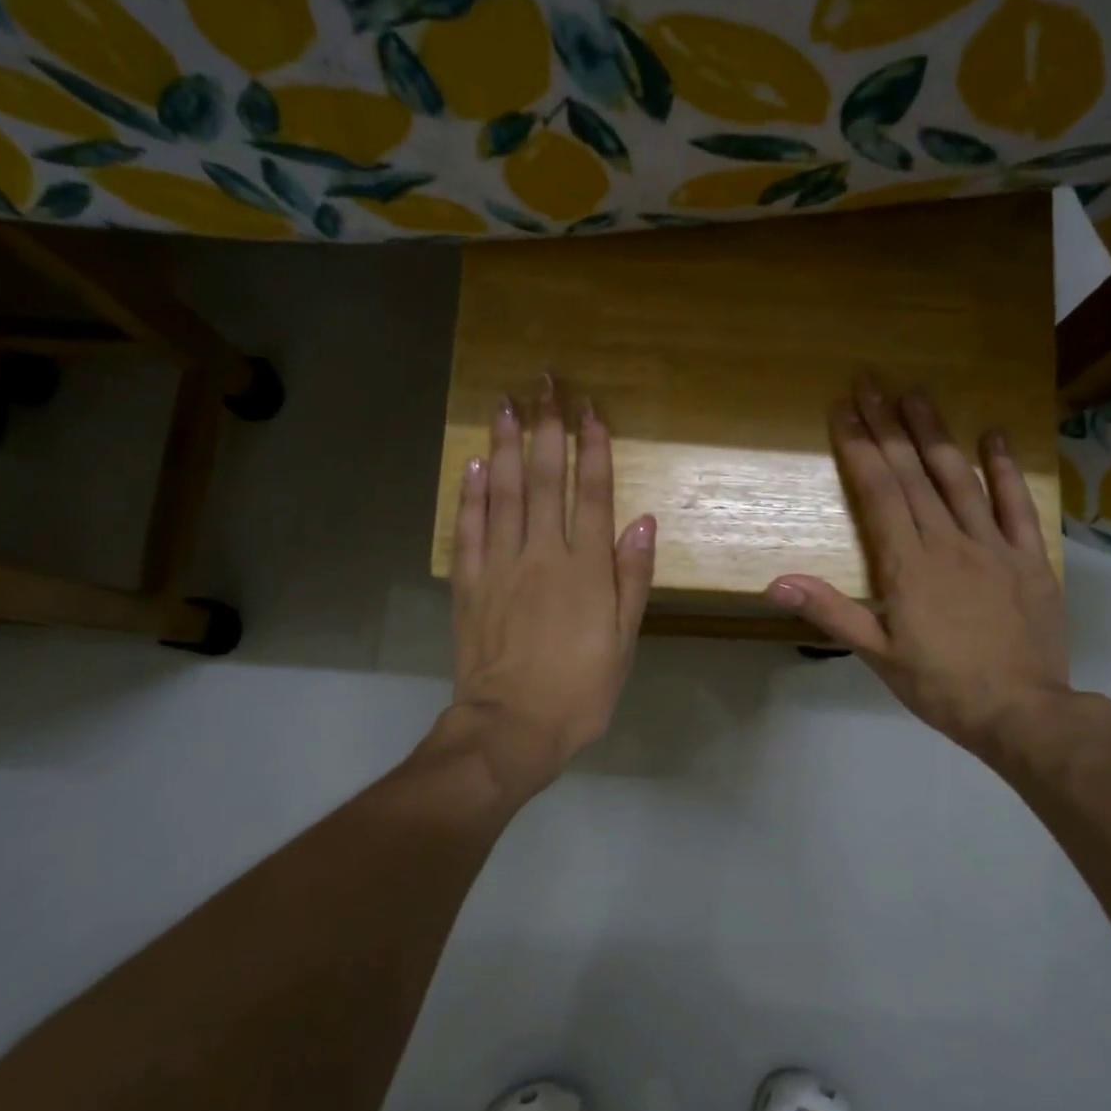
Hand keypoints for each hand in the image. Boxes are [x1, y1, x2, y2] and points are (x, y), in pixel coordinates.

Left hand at [446, 374, 656, 795]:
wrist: (511, 727)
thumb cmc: (579, 690)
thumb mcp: (624, 642)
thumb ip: (632, 579)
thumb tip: (642, 521)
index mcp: (586, 569)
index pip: (592, 494)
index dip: (593, 449)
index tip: (590, 411)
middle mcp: (542, 554)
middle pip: (544, 479)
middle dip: (546, 427)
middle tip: (544, 383)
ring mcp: (500, 565)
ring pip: (502, 492)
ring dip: (504, 445)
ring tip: (505, 404)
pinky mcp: (469, 584)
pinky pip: (468, 529)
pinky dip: (470, 494)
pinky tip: (473, 464)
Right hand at [767, 377, 1071, 769]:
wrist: (1022, 712)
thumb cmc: (940, 685)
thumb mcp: (877, 655)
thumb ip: (830, 612)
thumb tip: (776, 582)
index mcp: (908, 565)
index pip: (879, 492)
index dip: (860, 448)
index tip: (844, 408)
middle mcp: (948, 541)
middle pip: (913, 473)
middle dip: (888, 425)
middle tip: (872, 381)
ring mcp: (993, 545)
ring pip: (960, 478)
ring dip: (936, 432)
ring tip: (917, 392)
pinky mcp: (1029, 557)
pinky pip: (1017, 504)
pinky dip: (1005, 468)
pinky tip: (994, 433)